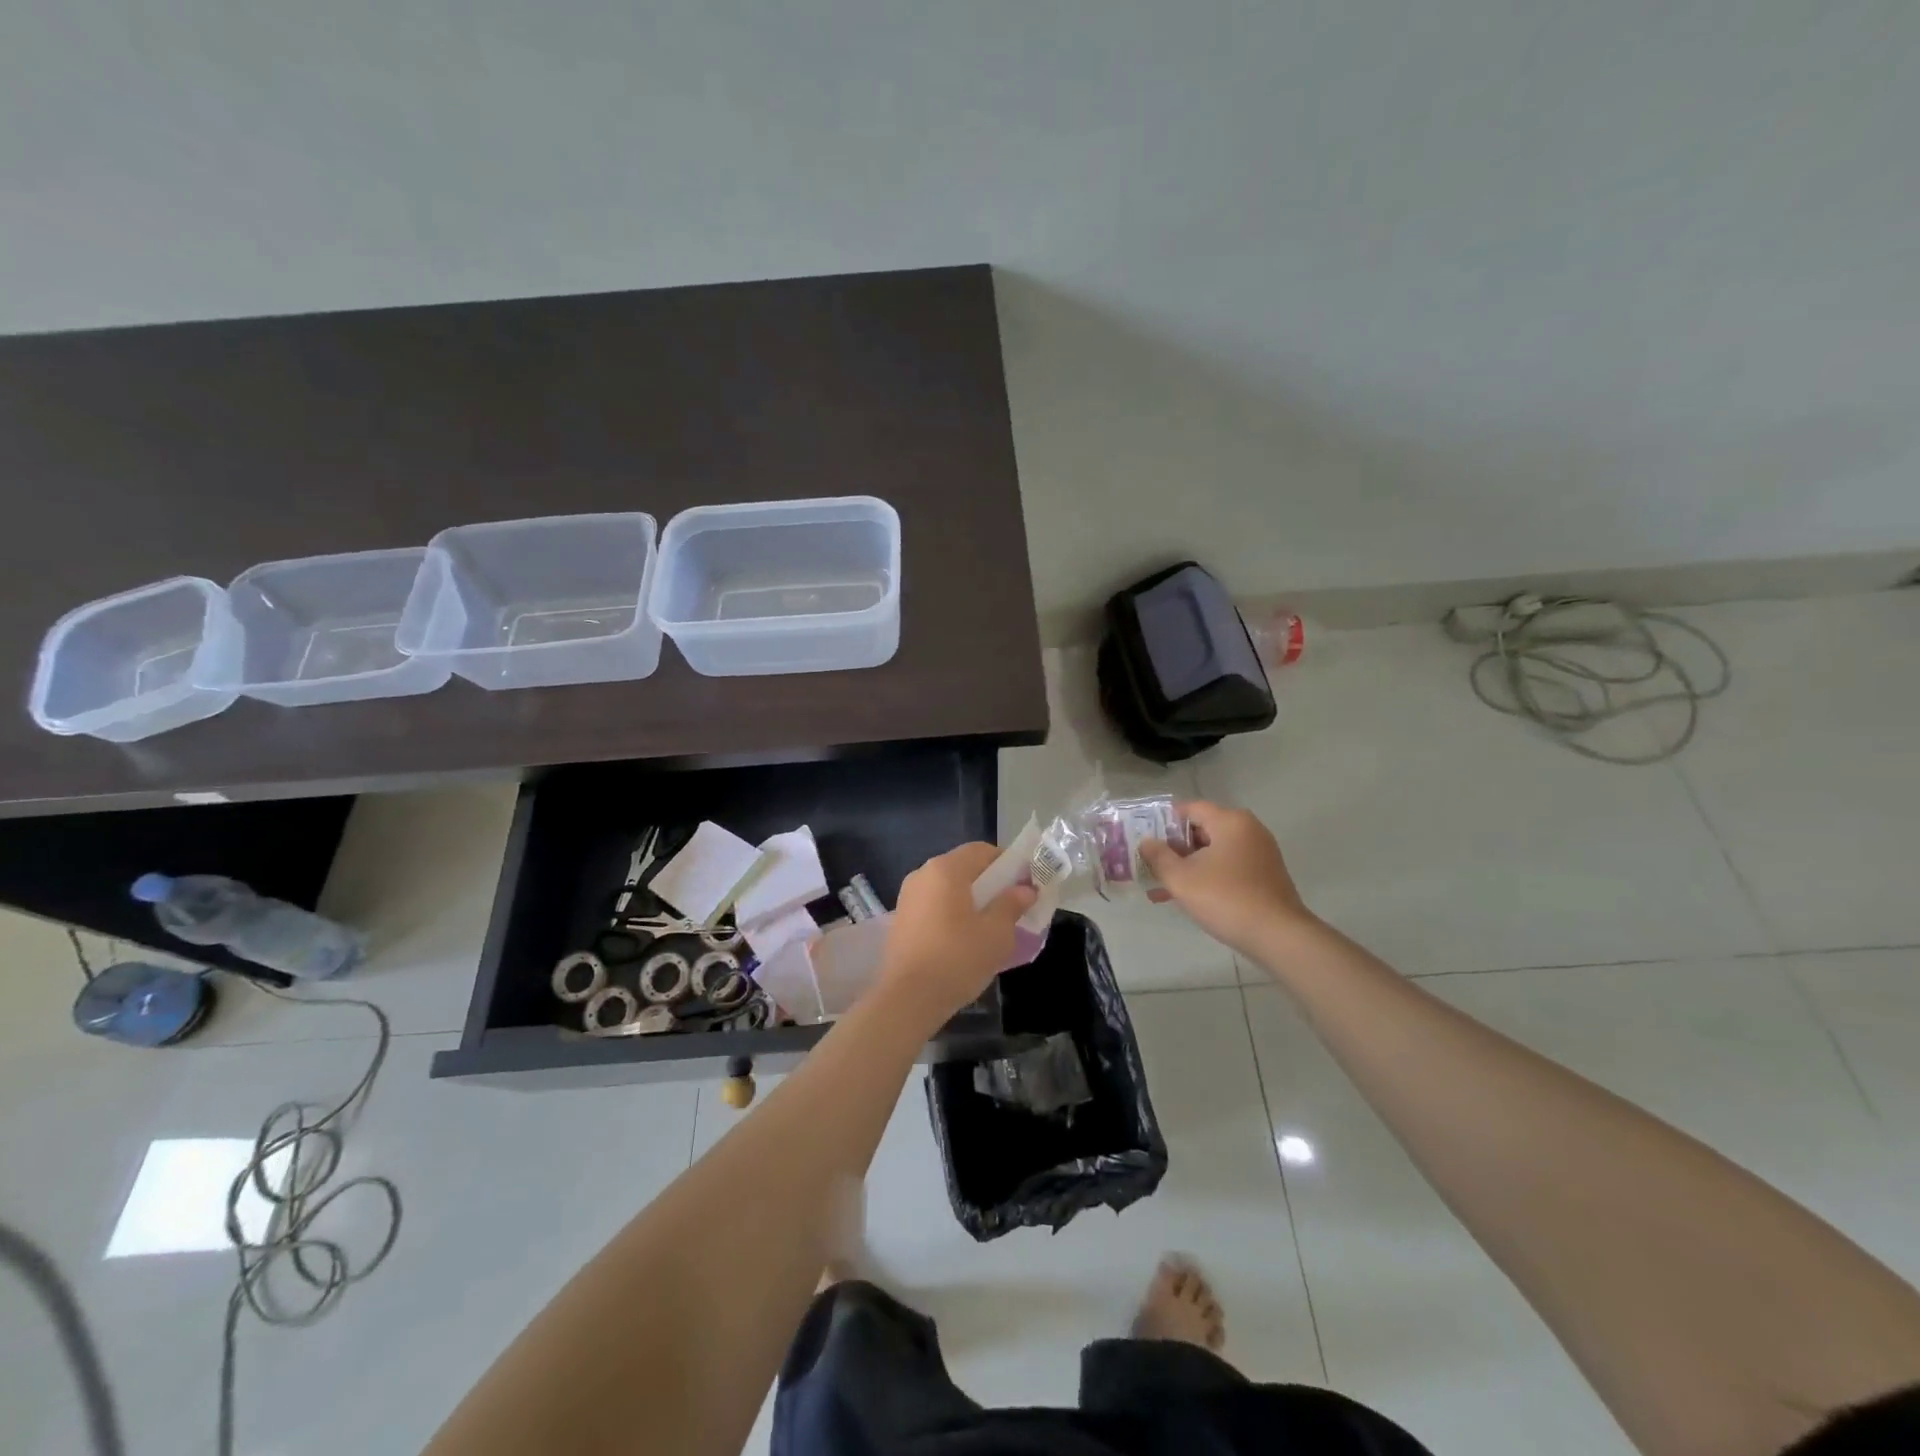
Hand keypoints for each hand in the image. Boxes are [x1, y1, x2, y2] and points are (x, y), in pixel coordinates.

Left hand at [876, 843, 1035, 1026]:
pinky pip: (934, 905)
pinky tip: (965, 939)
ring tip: (991, 925)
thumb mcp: (996, 933)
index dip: (1008, 863)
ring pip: (948, 888)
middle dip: (990, 882)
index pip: (982, 851)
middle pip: (964, 867)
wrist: (908, 999)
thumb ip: (1012, 904)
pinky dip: (953, 913)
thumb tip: (1025, 889)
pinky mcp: (901, 919)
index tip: (1026, 885)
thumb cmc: (957, 959)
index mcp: (946, 869)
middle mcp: (923, 874)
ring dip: (971, 899)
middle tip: (1013, 906)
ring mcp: (908, 897)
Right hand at [1139, 801, 1312, 956]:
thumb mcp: (1181, 878)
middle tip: (1150, 865)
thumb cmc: (1225, 899)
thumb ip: (1158, 857)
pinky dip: (1207, 877)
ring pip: (1213, 852)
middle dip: (1173, 849)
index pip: (1190, 808)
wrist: (1278, 936)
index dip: (1164, 822)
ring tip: (1160, 888)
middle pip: (1202, 829)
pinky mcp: (1264, 875)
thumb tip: (1146, 842)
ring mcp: (1259, 853)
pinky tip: (1185, 899)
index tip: (1145, 840)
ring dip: (1187, 866)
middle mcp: (1248, 830)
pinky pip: (1227, 867)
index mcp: (1230, 821)